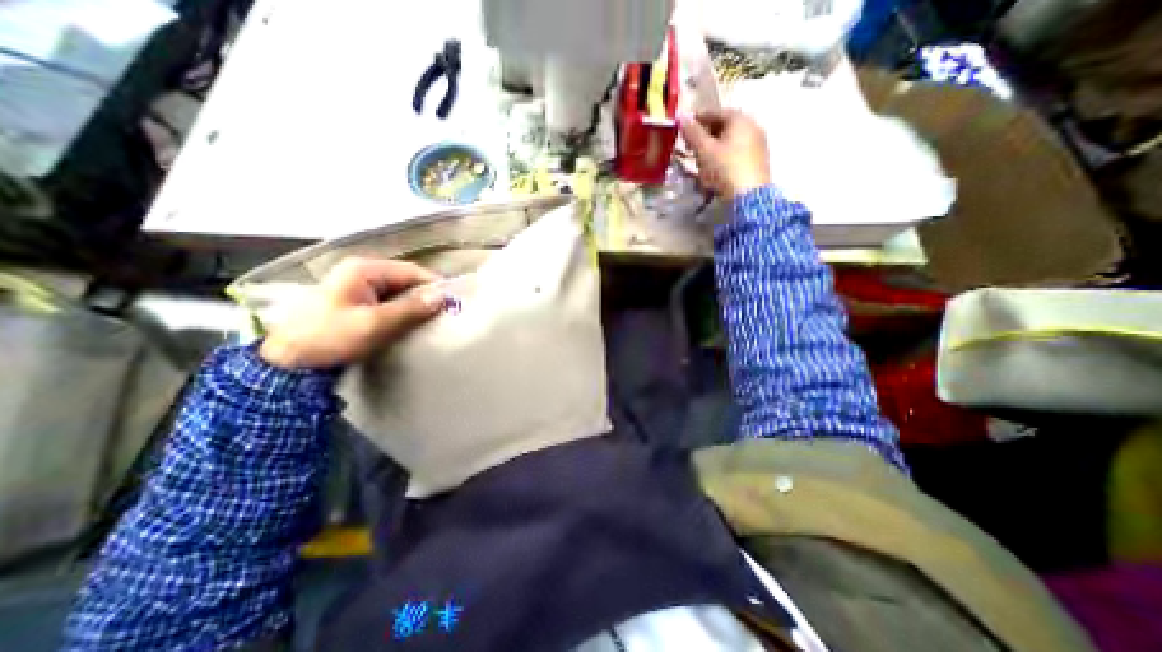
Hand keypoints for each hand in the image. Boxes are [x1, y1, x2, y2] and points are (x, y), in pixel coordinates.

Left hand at [259, 261, 445, 370]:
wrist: (287, 362)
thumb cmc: (330, 338)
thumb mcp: (374, 324)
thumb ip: (410, 308)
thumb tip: (443, 296)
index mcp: (364, 269)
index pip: (411, 271)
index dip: (435, 285)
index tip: (455, 301)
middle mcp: (362, 272)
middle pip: (405, 280)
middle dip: (426, 296)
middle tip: (445, 314)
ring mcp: (357, 287)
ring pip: (398, 292)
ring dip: (415, 305)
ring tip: (432, 321)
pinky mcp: (356, 302)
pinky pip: (388, 302)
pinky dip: (402, 311)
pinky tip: (410, 324)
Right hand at [684, 109, 769, 198]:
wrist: (748, 197)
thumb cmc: (724, 169)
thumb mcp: (704, 150)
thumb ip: (692, 132)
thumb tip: (681, 116)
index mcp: (740, 119)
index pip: (715, 112)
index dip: (697, 119)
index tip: (683, 129)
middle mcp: (752, 126)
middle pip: (723, 126)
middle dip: (705, 135)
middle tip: (690, 147)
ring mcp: (757, 144)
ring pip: (729, 141)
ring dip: (713, 148)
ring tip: (700, 161)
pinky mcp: (757, 161)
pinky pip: (736, 153)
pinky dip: (723, 157)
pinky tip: (714, 170)